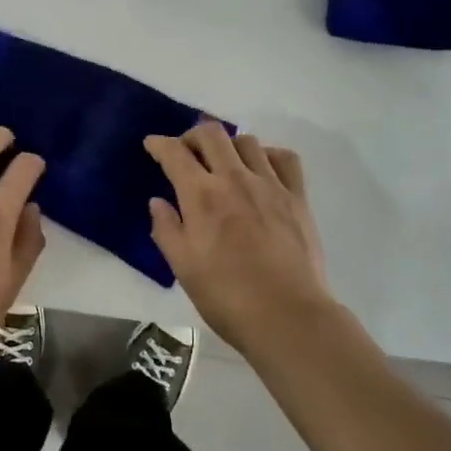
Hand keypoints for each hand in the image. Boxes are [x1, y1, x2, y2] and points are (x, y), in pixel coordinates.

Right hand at [144, 123, 337, 353]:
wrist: (288, 316)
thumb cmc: (227, 297)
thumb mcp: (183, 268)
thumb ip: (167, 229)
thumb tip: (158, 202)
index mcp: (202, 196)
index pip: (175, 153)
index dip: (159, 144)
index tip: (152, 145)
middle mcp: (235, 179)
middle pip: (211, 134)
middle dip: (192, 135)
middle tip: (186, 152)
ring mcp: (270, 185)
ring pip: (247, 141)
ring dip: (228, 145)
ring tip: (224, 163)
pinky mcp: (297, 197)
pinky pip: (284, 158)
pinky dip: (268, 155)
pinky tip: (262, 170)